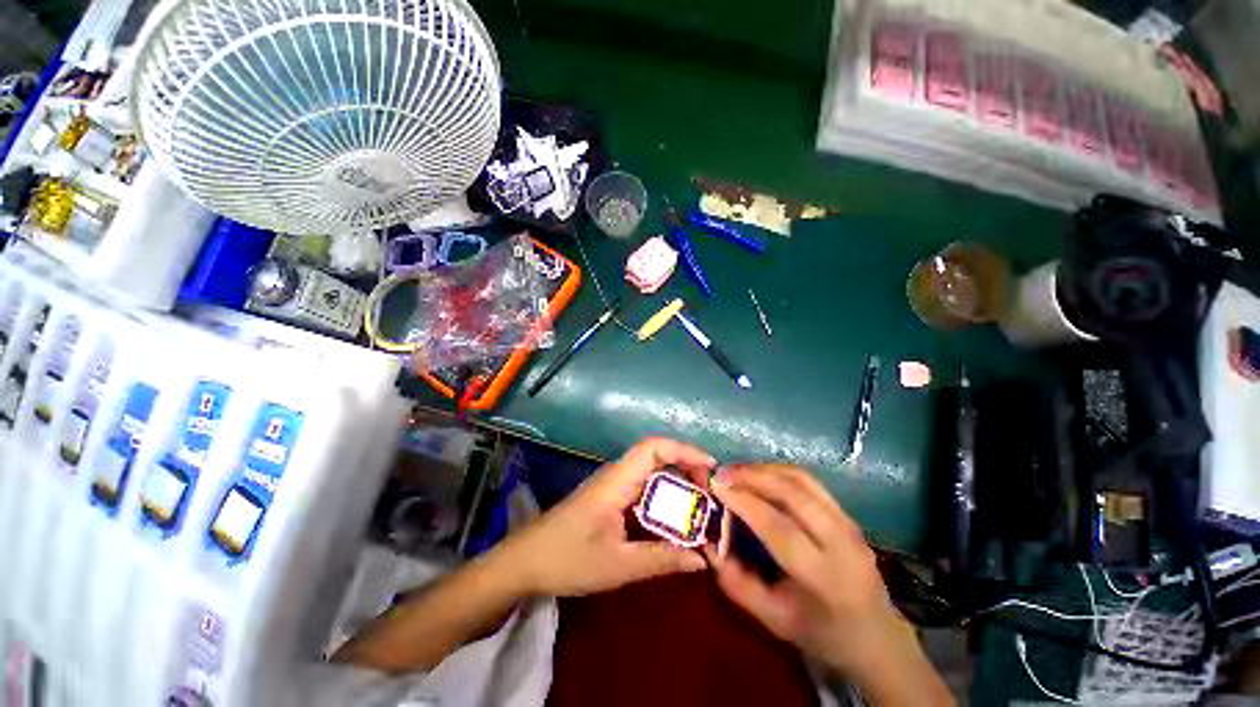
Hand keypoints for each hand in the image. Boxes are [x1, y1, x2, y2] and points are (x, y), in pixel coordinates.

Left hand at [491, 437, 713, 597]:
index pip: (654, 447)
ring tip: (700, 506)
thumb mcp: (618, 565)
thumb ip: (661, 559)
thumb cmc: (566, 560)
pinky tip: (673, 518)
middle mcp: (616, 475)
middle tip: (711, 493)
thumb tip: (702, 559)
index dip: (684, 450)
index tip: (711, 467)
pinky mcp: (608, 497)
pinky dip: (662, 497)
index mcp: (617, 481)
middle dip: (686, 467)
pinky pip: (642, 488)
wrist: (523, 563)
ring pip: (650, 472)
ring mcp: (611, 485)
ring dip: (676, 483)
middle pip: (656, 456)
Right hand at [707, 464, 950, 705]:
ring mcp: (848, 523)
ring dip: (764, 469)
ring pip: (801, 479)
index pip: (778, 527)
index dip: (744, 501)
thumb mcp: (772, 619)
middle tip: (721, 472)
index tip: (716, 485)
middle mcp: (840, 542)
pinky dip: (779, 472)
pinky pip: (809, 481)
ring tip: (736, 471)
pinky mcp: (848, 513)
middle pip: (792, 493)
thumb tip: (707, 543)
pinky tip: (760, 475)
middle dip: (751, 476)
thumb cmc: (821, 632)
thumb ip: (736, 582)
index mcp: (823, 577)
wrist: (877, 636)